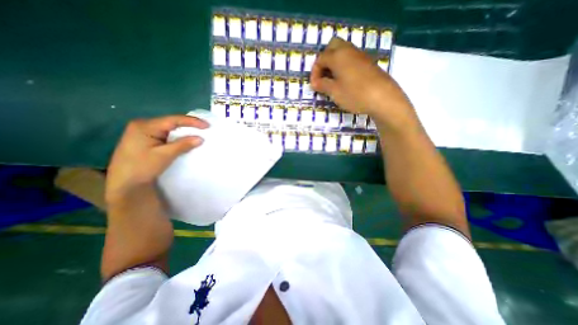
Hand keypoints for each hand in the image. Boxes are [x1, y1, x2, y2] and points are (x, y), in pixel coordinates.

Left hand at [106, 116, 207, 204]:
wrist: (124, 183)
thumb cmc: (142, 167)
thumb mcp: (164, 155)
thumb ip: (183, 145)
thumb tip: (201, 138)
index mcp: (145, 125)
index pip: (173, 120)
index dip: (192, 121)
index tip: (207, 126)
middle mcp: (143, 125)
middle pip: (171, 122)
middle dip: (189, 125)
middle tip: (204, 129)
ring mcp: (143, 131)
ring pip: (169, 128)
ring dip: (183, 131)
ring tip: (198, 133)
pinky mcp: (145, 139)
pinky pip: (165, 134)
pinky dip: (177, 137)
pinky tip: (185, 139)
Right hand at [311, 37, 415, 129]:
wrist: (383, 98)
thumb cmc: (355, 94)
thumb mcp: (335, 92)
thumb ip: (322, 85)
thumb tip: (315, 82)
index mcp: (338, 56)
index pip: (321, 58)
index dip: (314, 72)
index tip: (314, 85)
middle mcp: (349, 51)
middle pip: (332, 46)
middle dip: (324, 60)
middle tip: (323, 76)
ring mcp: (360, 56)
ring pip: (343, 51)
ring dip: (334, 63)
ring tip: (333, 80)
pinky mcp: (368, 63)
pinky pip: (352, 59)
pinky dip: (344, 66)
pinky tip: (345, 80)